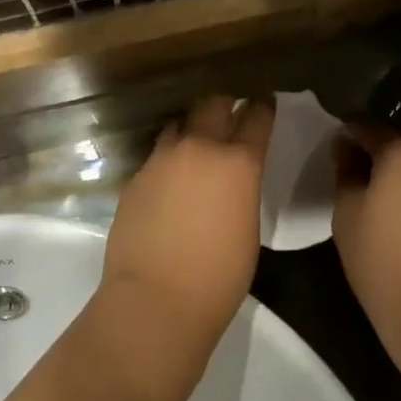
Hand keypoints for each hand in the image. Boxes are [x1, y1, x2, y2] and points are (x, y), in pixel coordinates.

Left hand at [98, 95, 275, 341]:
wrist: (156, 299)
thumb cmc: (219, 276)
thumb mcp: (248, 226)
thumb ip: (242, 188)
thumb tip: (231, 179)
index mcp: (238, 162)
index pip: (256, 116)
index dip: (263, 106)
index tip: (265, 101)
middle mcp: (199, 148)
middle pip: (213, 104)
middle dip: (225, 106)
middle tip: (231, 115)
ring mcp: (161, 160)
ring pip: (179, 125)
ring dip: (192, 130)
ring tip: (196, 147)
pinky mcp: (135, 178)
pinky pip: (156, 156)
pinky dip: (168, 160)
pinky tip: (169, 182)